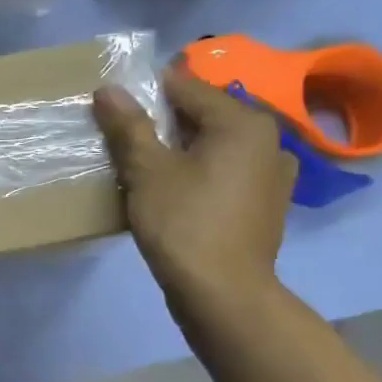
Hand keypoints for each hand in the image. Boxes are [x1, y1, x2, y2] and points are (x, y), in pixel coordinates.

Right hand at [92, 70, 296, 316]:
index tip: (114, 110)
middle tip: (126, 144)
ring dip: (182, 151)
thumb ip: (129, 127)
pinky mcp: (267, 203)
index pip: (186, 88)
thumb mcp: (147, 172)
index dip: (146, 94)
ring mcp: (273, 173)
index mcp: (243, 122)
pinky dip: (201, 174)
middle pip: (204, 117)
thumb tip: (108, 89)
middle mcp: (268, 139)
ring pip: (216, 147)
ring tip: (147, 171)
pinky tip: (177, 194)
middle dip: (164, 125)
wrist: (223, 293)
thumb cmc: (183, 224)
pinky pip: (227, 173)